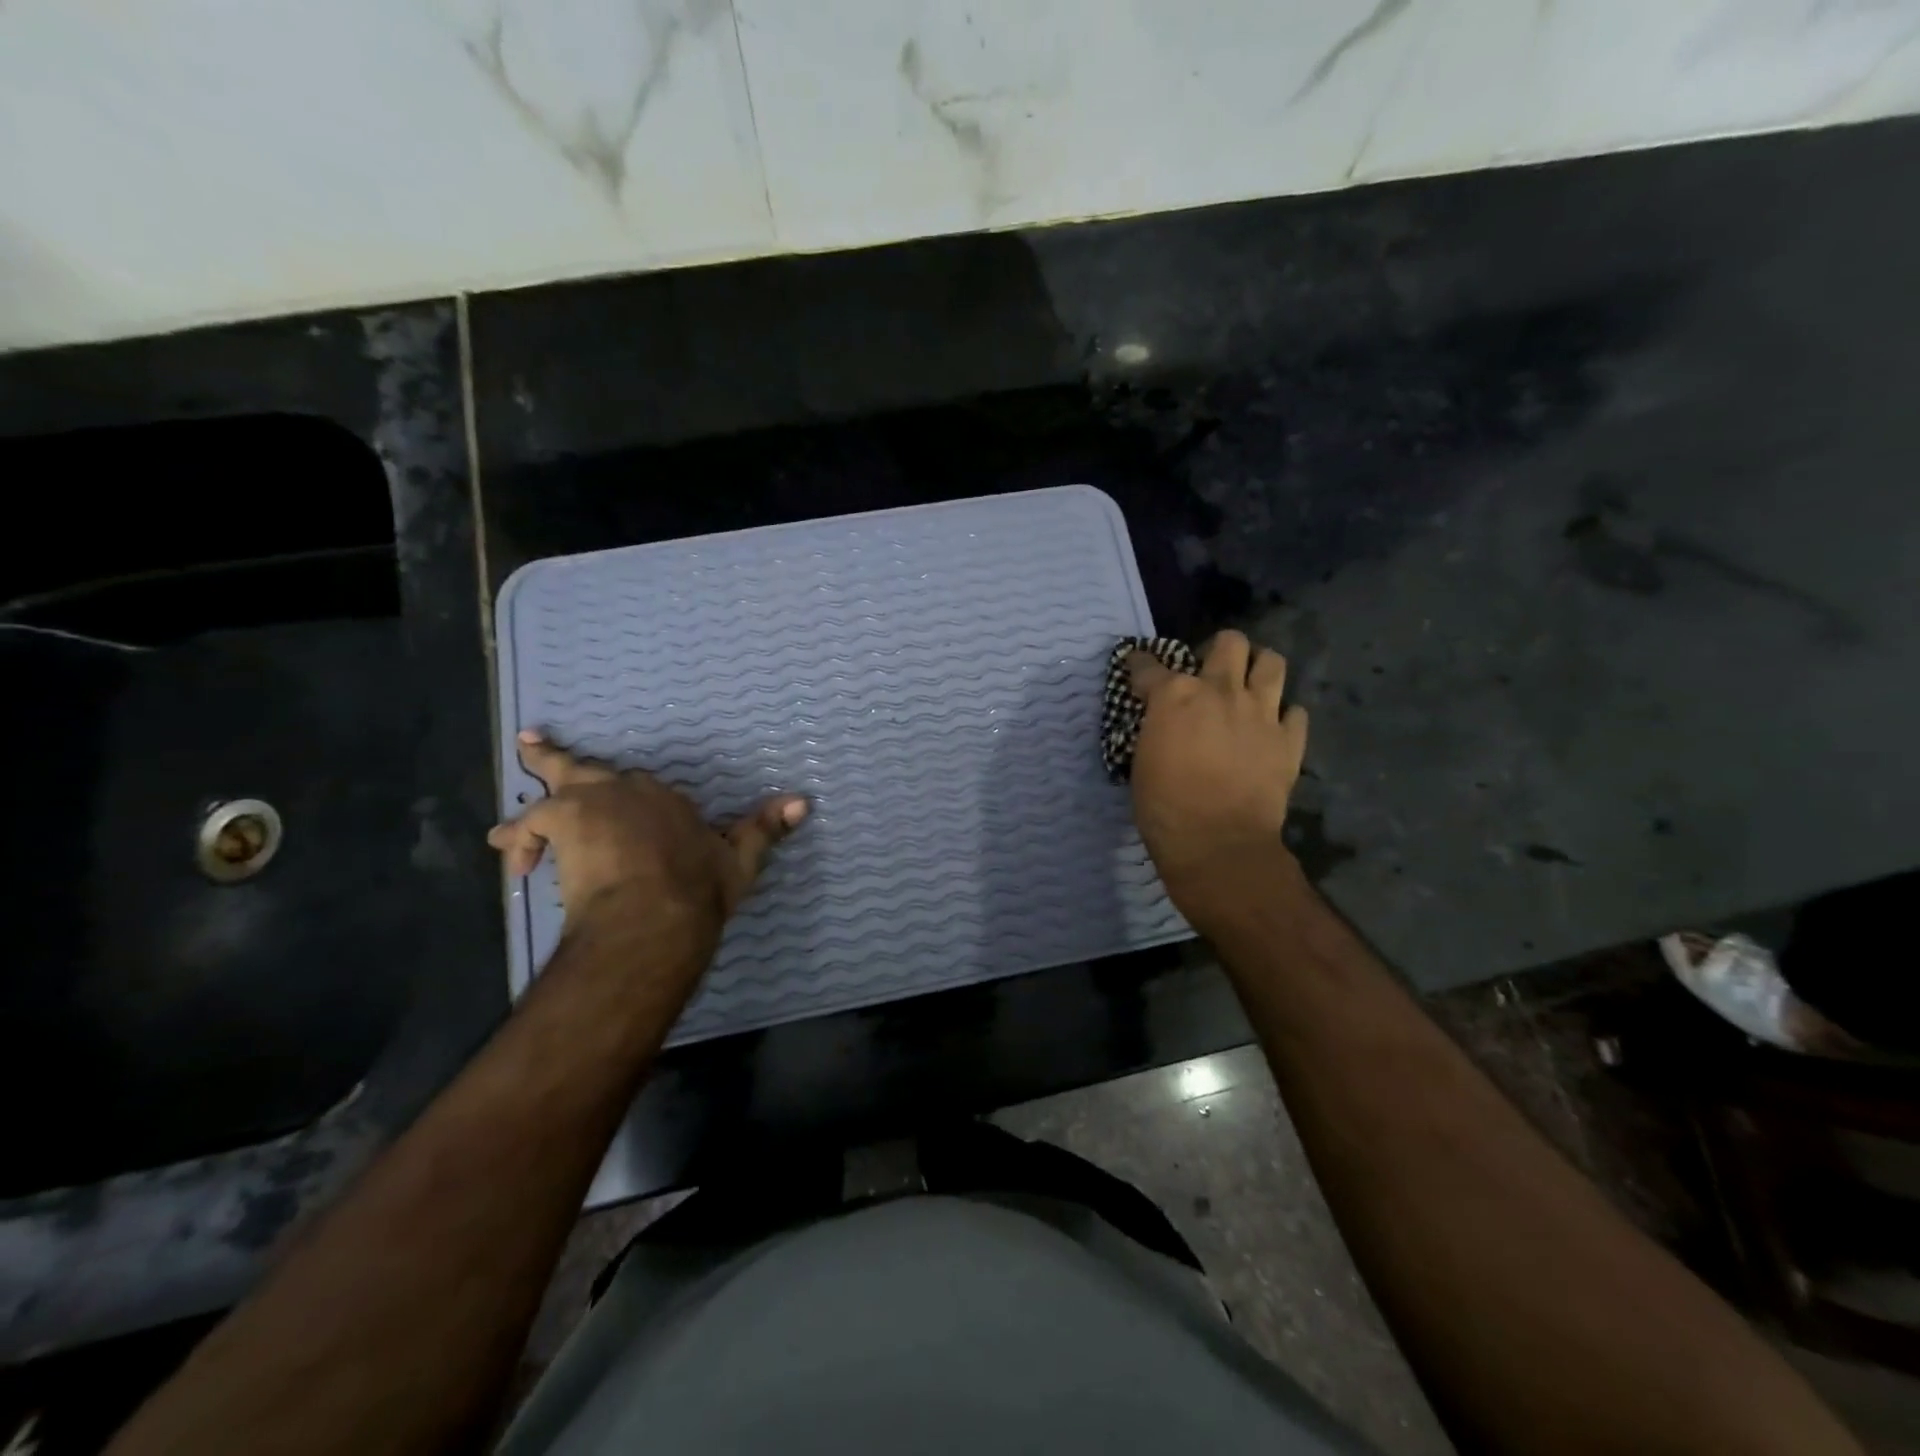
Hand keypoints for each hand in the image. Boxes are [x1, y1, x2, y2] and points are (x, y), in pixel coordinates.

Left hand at [488, 730, 807, 932]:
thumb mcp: (740, 859)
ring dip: (529, 809)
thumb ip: (766, 829)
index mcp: (667, 800)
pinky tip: (517, 865)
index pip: (644, 791)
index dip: (629, 802)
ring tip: (506, 832)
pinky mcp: (562, 818)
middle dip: (560, 762)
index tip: (623, 816)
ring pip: (552, 789)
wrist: (657, 911)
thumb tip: (805, 801)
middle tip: (532, 745)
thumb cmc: (699, 888)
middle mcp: (630, 791)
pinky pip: (529, 824)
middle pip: (589, 771)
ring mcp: (594, 802)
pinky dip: (520, 841)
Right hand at [1126, 630, 1308, 913]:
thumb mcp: (1143, 760)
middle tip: (1210, 672)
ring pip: (1272, 662)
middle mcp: (1221, 691)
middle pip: (1230, 642)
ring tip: (1249, 687)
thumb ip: (1155, 728)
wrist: (1218, 844)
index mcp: (1176, 695)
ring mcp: (1261, 712)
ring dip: (1258, 669)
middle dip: (1218, 649)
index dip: (1140, 666)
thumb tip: (1161, 722)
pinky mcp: (1289, 740)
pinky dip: (1284, 716)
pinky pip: (1296, 712)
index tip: (1138, 670)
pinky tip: (1272, 729)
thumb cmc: (1164, 807)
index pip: (1150, 665)